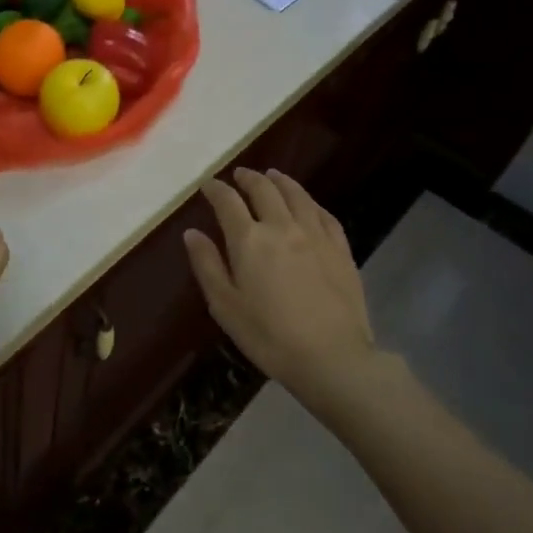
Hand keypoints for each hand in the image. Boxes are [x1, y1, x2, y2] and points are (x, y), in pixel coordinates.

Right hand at [184, 168, 376, 400]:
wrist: (332, 357)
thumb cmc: (269, 336)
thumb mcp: (225, 306)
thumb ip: (207, 265)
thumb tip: (192, 233)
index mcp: (249, 240)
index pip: (228, 202)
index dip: (216, 189)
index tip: (208, 185)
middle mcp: (281, 227)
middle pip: (264, 190)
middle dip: (248, 178)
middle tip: (240, 175)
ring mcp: (315, 235)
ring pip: (296, 195)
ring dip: (280, 181)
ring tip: (272, 175)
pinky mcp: (340, 248)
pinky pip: (324, 214)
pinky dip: (310, 202)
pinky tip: (308, 204)